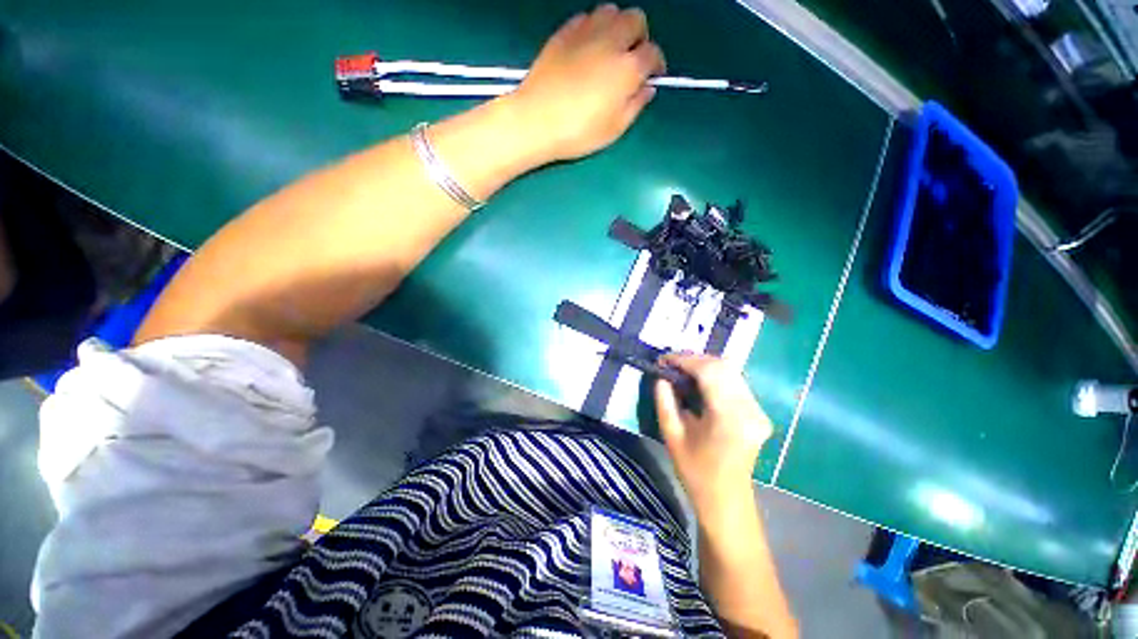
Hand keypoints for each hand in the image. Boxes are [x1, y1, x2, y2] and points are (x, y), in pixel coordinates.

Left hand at [506, 4, 665, 163]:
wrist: (536, 121)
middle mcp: (610, 41)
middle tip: (631, 59)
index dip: (656, 64)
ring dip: (616, 26)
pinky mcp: (563, 33)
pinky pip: (585, 17)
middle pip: (635, 19)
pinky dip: (592, 27)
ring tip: (609, 50)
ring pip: (611, 11)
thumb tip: (647, 88)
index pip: (653, 53)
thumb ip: (636, 105)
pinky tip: (587, 48)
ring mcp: (585, 32)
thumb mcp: (614, 129)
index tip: (652, 76)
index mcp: (627, 68)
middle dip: (639, 36)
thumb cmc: (578, 132)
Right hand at [654, 354, 772, 514]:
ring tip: (681, 370)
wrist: (726, 499)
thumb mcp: (671, 435)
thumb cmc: (695, 471)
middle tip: (670, 364)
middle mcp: (749, 409)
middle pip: (723, 366)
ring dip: (703, 365)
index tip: (663, 360)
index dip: (684, 360)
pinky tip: (698, 381)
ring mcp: (758, 410)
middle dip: (693, 359)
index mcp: (728, 417)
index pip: (708, 371)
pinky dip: (714, 375)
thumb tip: (661, 376)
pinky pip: (735, 381)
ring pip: (730, 371)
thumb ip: (664, 401)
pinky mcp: (758, 412)